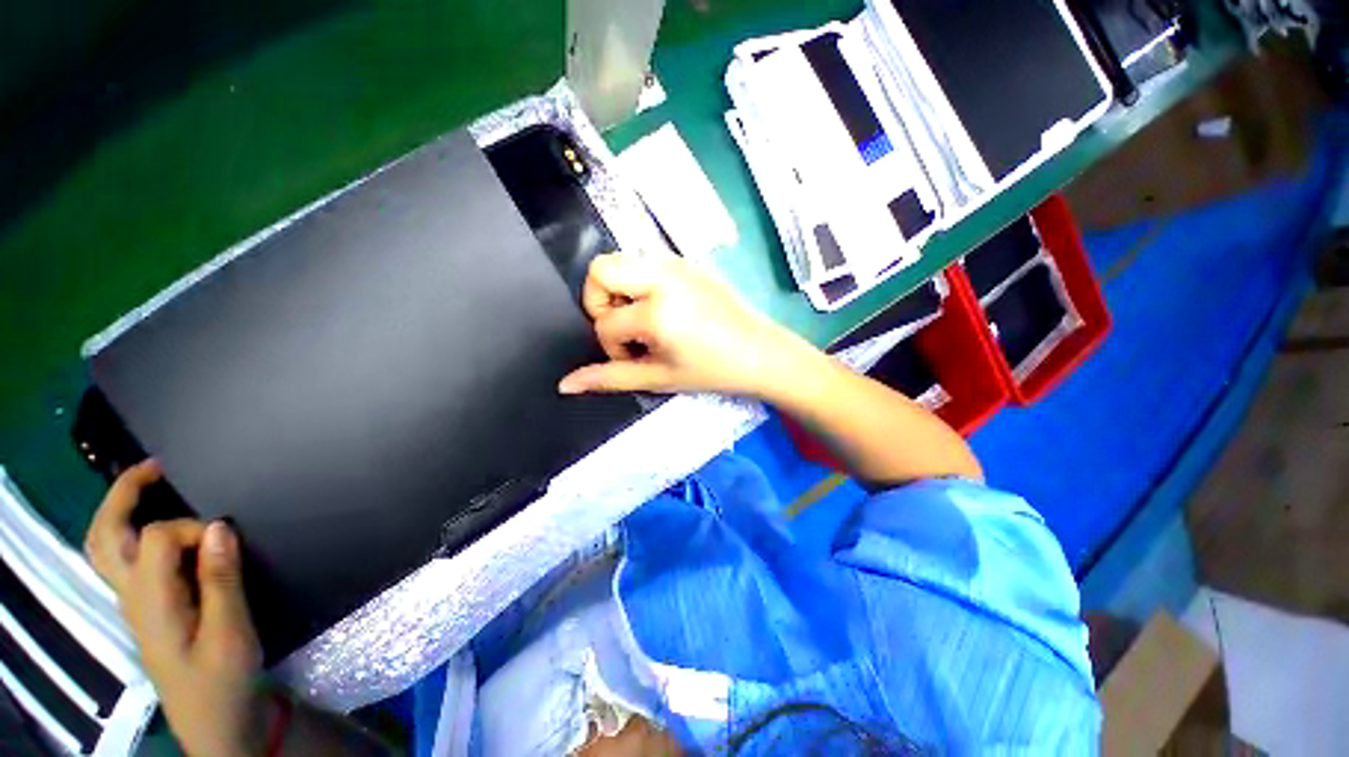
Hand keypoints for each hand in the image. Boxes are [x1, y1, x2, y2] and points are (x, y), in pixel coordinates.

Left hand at [85, 461, 264, 756]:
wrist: (214, 719)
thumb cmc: (223, 679)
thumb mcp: (231, 632)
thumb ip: (221, 578)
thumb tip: (216, 527)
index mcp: (151, 602)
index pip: (156, 539)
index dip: (191, 528)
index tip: (229, 537)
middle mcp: (132, 597)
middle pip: (104, 536)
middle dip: (123, 495)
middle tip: (156, 467)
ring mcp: (134, 603)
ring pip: (104, 547)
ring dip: (118, 510)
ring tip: (151, 484)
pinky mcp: (146, 608)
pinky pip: (122, 560)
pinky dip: (128, 531)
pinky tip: (156, 527)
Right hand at [559, 254, 807, 397]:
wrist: (760, 353)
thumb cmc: (712, 371)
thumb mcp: (658, 378)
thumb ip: (609, 378)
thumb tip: (565, 385)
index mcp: (657, 309)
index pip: (604, 322)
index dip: (612, 346)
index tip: (637, 357)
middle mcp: (663, 276)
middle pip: (600, 269)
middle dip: (600, 302)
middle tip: (627, 328)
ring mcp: (677, 263)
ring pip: (621, 262)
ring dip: (620, 292)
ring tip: (646, 321)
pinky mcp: (687, 261)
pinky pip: (646, 263)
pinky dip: (640, 285)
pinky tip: (664, 310)